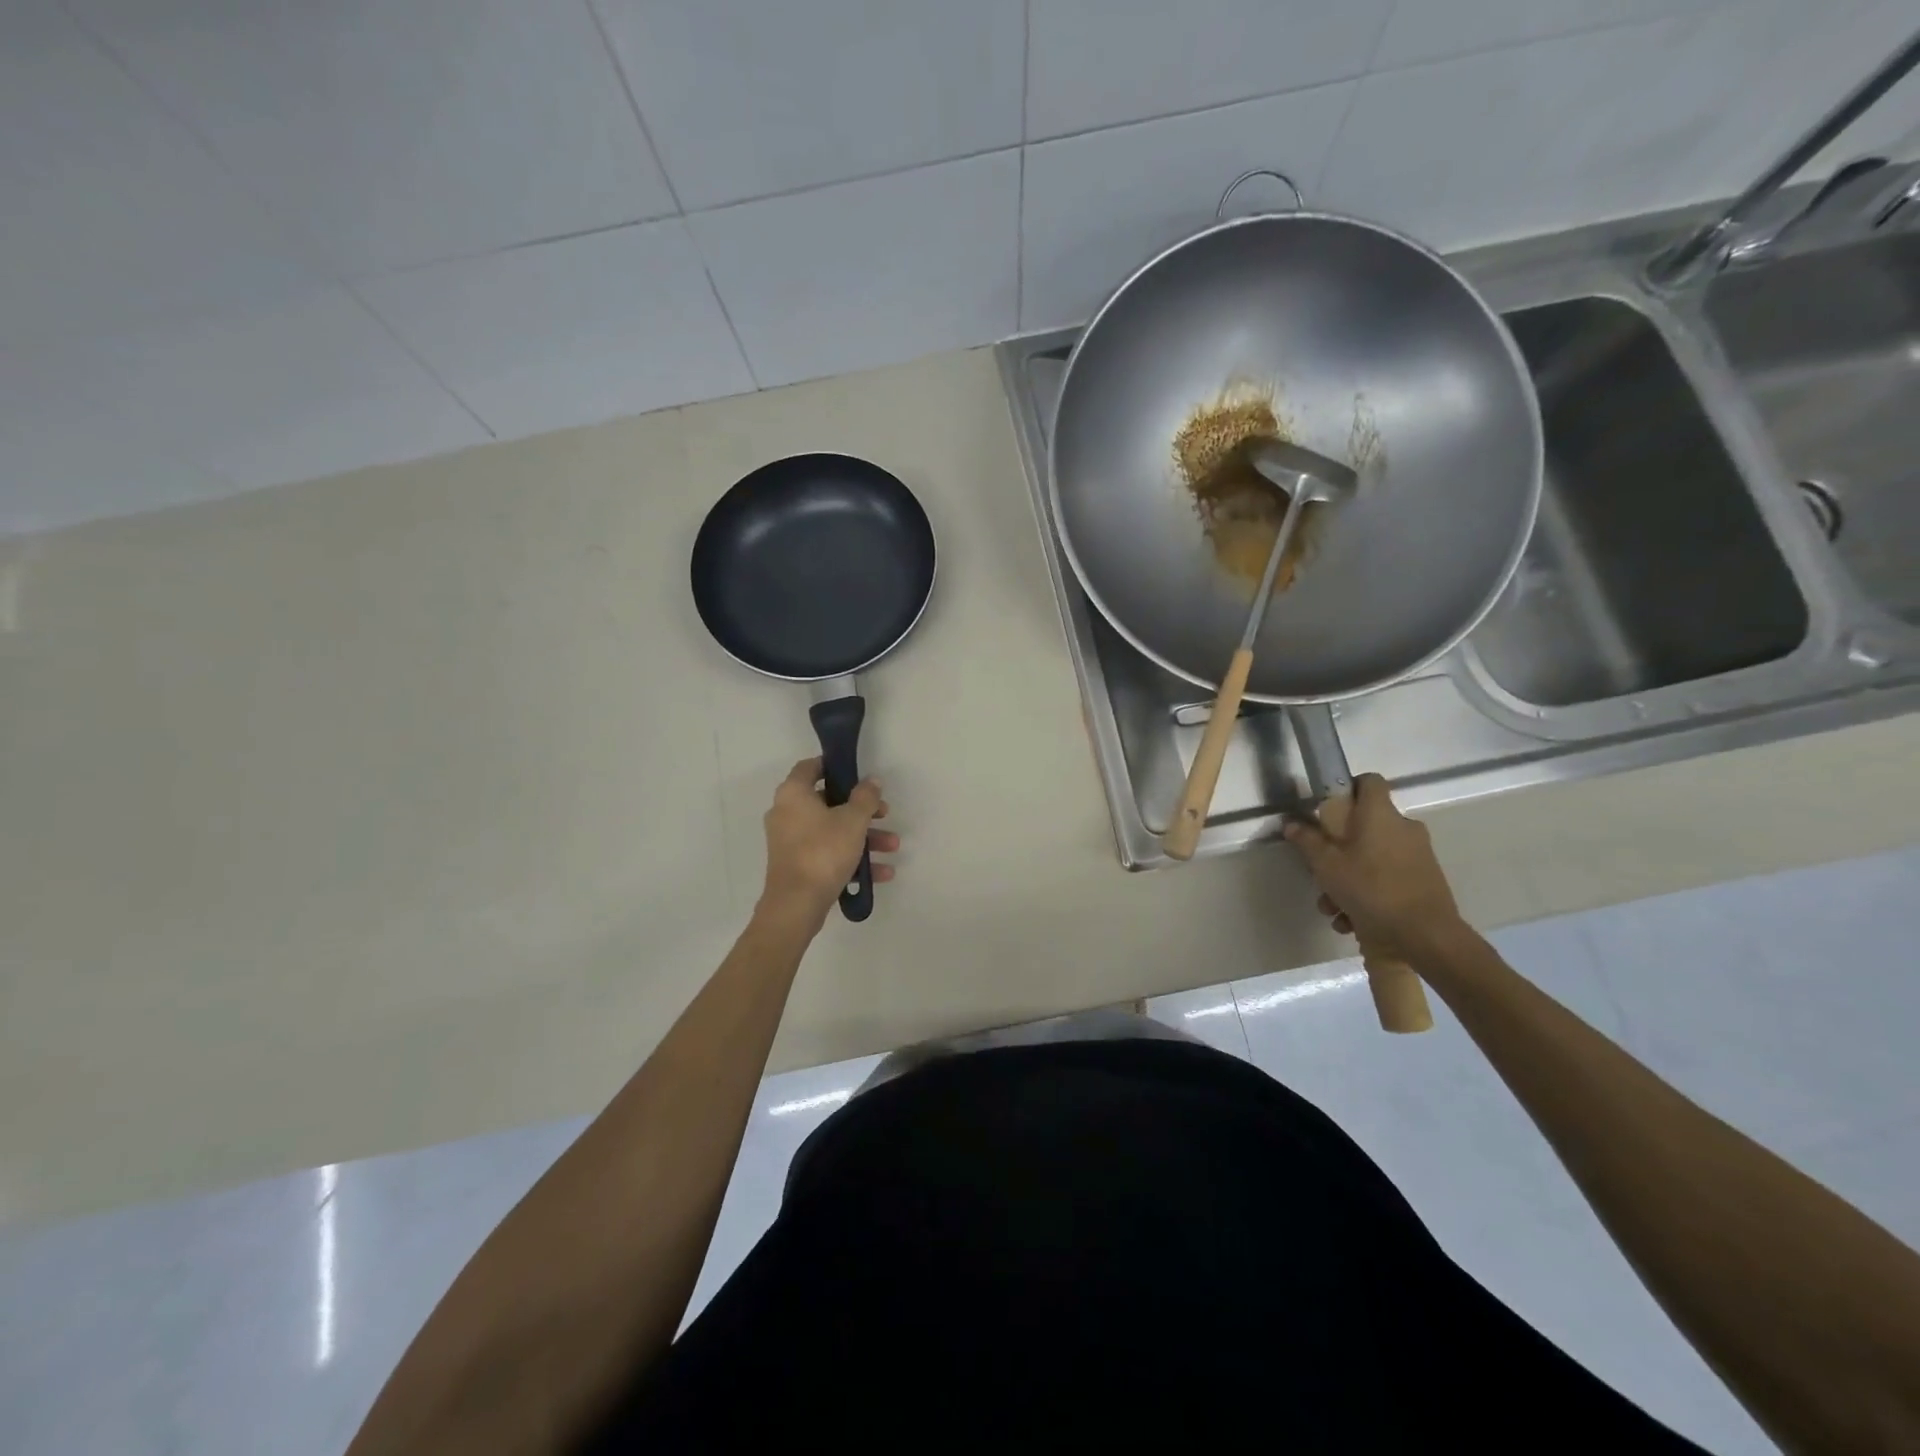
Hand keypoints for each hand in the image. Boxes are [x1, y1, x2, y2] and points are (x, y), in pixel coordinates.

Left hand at [758, 757, 897, 924]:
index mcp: (793, 794)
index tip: (858, 773)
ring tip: (892, 847)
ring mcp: (789, 841)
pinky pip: (827, 853)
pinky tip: (881, 872)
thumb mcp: (853, 820)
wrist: (796, 904)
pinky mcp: (796, 865)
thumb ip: (866, 797)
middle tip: (885, 813)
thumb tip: (872, 781)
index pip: (810, 767)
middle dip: (861, 809)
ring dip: (863, 836)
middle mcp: (786, 813)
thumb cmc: (823, 851)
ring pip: (831, 830)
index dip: (834, 766)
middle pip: (828, 801)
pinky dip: (851, 858)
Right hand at [1283, 773, 1464, 959]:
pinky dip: (1368, 895)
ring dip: (1348, 879)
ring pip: (1372, 857)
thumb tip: (1291, 823)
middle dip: (1338, 849)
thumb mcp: (1326, 865)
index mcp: (1381, 815)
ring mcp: (1417, 856)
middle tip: (1321, 872)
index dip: (1348, 788)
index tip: (1328, 809)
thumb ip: (1307, 841)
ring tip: (1332, 908)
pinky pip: (1387, 878)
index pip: (1369, 781)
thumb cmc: (1371, 890)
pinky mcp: (1424, 881)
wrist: (1426, 937)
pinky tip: (1352, 921)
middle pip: (1365, 826)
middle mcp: (1403, 828)